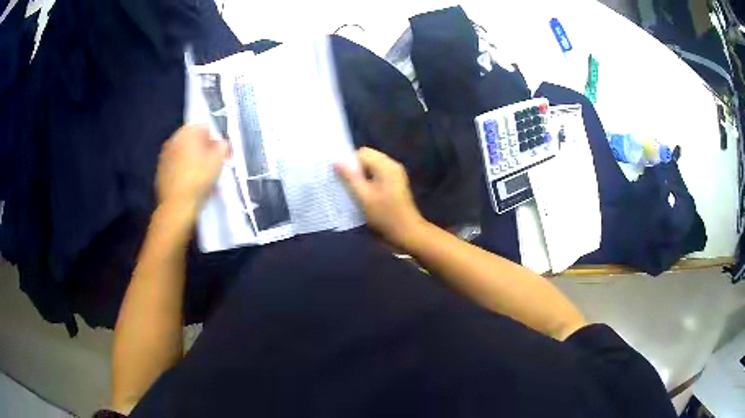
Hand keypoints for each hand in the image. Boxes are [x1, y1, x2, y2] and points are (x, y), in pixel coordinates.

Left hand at [156, 125, 228, 216]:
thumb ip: (223, 147)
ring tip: (201, 175)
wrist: (176, 205)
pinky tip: (190, 183)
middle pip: (193, 139)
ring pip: (183, 152)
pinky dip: (183, 170)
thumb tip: (222, 144)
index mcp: (187, 132)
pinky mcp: (160, 170)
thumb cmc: (198, 179)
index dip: (215, 140)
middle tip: (212, 164)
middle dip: (203, 148)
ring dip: (192, 159)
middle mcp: (174, 139)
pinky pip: (176, 165)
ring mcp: (164, 155)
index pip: (205, 127)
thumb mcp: (218, 161)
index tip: (221, 153)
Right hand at [335, 147, 426, 248]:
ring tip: (355, 192)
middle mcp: (392, 165)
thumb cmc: (385, 216)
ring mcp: (395, 174)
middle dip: (355, 170)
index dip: (350, 163)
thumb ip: (350, 177)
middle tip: (347, 187)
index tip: (343, 180)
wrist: (408, 233)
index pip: (362, 153)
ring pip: (371, 168)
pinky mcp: (395, 184)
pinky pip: (377, 175)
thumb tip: (335, 161)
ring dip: (361, 177)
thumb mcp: (364, 197)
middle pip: (367, 158)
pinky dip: (368, 182)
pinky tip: (364, 195)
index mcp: (386, 165)